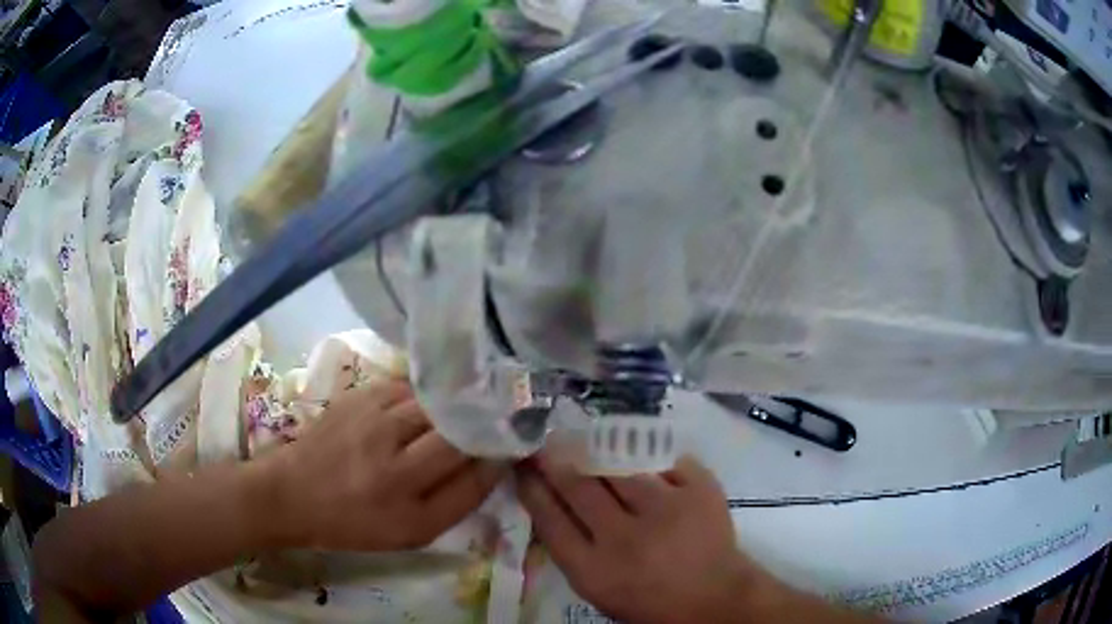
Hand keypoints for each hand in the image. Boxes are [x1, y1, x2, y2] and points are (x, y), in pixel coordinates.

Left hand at [267, 381, 505, 551]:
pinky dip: (426, 397)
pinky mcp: (359, 395)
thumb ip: (457, 502)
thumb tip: (493, 462)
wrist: (292, 493)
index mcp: (407, 507)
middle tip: (498, 422)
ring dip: (456, 408)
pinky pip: (409, 388)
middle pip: (459, 431)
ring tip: (466, 411)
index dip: (500, 456)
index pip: (475, 474)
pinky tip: (426, 407)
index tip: (513, 446)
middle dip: (484, 425)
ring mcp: (374, 421)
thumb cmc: (354, 523)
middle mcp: (392, 461)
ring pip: (436, 404)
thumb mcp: (411, 533)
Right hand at [517, 452, 759, 623]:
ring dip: (598, 452)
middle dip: (557, 461)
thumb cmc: (649, 599)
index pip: (550, 520)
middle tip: (548, 444)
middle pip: (579, 487)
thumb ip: (572, 549)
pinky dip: (646, 456)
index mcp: (594, 570)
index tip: (525, 467)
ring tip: (588, 442)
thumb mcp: (598, 588)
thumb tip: (550, 501)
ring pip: (619, 465)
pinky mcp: (699, 490)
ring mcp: (665, 509)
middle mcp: (624, 538)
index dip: (533, 488)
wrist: (714, 598)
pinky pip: (662, 459)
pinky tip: (637, 455)